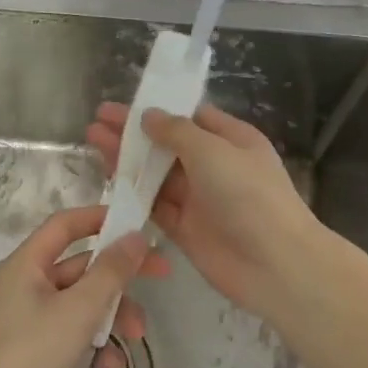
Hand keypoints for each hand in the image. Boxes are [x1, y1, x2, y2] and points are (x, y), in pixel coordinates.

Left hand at [0, 205, 166, 367]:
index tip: (137, 224)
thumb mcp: (80, 309)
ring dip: (111, 318)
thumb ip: (112, 271)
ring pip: (81, 305)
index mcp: (25, 266)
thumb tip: (135, 237)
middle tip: (160, 277)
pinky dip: (94, 347)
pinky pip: (71, 338)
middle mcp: (24, 287)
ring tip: (136, 339)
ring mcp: (28, 323)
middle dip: (118, 279)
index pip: (64, 225)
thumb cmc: (33, 355)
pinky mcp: (34, 356)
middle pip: (79, 268)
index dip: (100, 218)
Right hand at [84, 102, 324, 316]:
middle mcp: (215, 166)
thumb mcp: (214, 151)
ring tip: (93, 143)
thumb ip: (177, 132)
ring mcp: (199, 199)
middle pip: (168, 145)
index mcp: (231, 140)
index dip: (158, 109)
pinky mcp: (185, 228)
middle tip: (97, 122)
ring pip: (156, 175)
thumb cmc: (248, 195)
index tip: (124, 104)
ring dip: (128, 160)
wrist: (274, 263)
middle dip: (134, 133)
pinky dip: (133, 194)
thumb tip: (149, 115)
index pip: (191, 117)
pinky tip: (107, 180)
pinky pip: (154, 206)